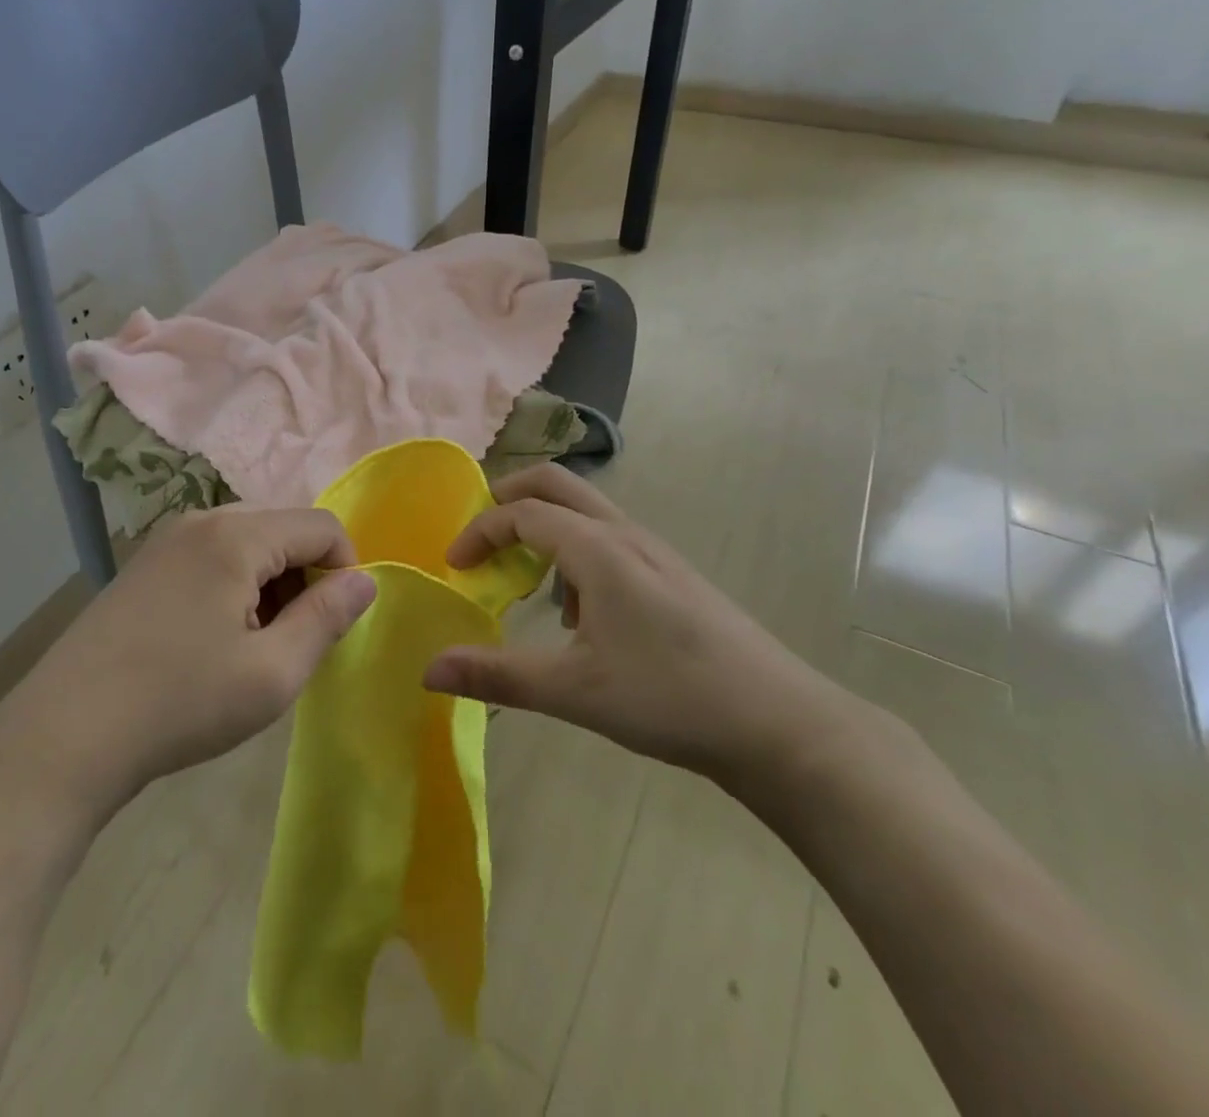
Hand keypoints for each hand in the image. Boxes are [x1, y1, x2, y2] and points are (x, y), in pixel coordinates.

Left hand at [0, 507, 377, 823]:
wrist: (63, 735)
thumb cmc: (180, 703)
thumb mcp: (271, 673)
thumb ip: (327, 618)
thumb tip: (365, 581)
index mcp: (236, 534)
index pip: (322, 525)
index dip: (344, 570)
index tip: (331, 625)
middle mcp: (201, 519)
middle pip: (284, 528)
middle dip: (304, 577)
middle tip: (289, 640)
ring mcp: (166, 540)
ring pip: (248, 542)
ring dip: (269, 583)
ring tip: (251, 645)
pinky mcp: (144, 564)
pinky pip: (212, 556)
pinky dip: (233, 586)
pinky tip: (212, 639)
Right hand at [422, 465, 842, 785]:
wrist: (780, 724)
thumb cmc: (670, 698)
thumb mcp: (574, 691)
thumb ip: (497, 675)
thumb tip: (428, 669)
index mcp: (598, 549)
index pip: (521, 512)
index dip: (479, 531)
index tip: (454, 568)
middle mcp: (626, 534)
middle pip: (555, 484)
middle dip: (509, 499)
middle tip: (480, 541)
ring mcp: (655, 552)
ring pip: (585, 511)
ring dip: (544, 528)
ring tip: (527, 585)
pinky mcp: (673, 575)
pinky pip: (609, 540)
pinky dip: (575, 553)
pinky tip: (582, 617)